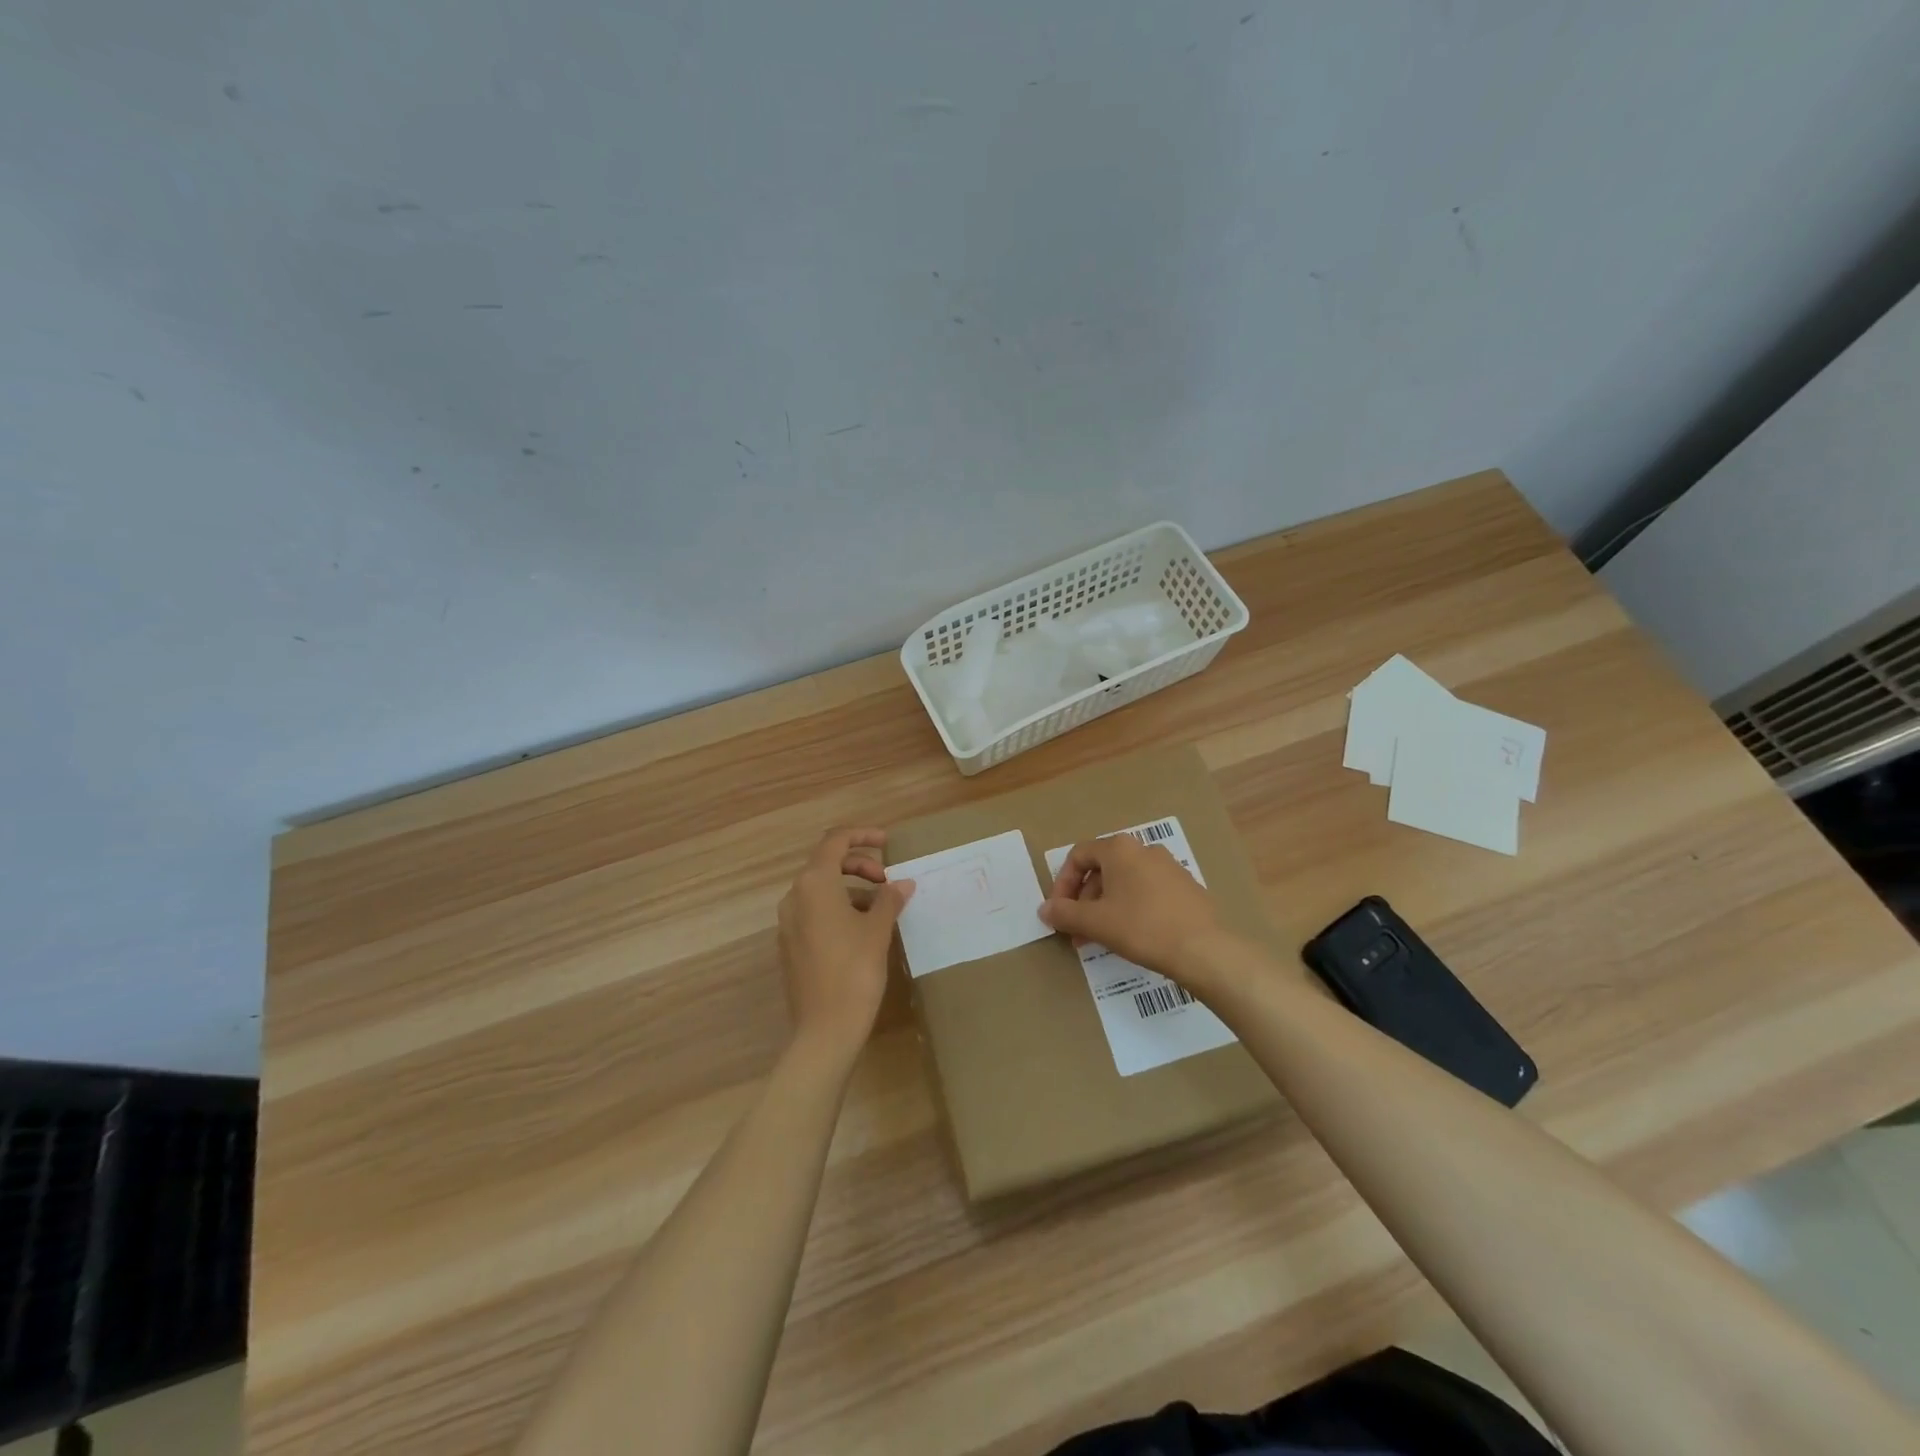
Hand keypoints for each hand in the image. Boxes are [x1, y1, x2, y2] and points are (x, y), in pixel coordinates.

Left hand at [776, 827, 914, 1062]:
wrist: (825, 1029)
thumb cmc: (854, 971)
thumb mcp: (878, 930)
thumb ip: (889, 899)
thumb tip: (902, 884)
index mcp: (814, 884)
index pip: (835, 842)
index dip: (862, 836)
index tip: (888, 843)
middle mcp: (794, 897)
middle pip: (826, 864)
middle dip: (859, 865)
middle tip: (888, 881)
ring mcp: (788, 923)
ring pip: (821, 890)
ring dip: (851, 889)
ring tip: (882, 908)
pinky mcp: (791, 945)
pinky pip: (815, 912)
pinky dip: (839, 909)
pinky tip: (863, 931)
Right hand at [1040, 831, 1223, 983]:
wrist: (1203, 949)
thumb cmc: (1141, 927)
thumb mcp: (1095, 922)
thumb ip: (1065, 913)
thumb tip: (1044, 909)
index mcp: (1119, 849)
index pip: (1078, 856)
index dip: (1062, 884)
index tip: (1059, 912)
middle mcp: (1144, 849)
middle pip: (1101, 869)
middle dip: (1084, 900)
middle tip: (1077, 931)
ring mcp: (1168, 866)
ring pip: (1124, 882)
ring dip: (1105, 907)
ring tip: (1100, 938)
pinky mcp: (1185, 887)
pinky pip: (1147, 891)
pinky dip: (1130, 908)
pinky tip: (1131, 935)